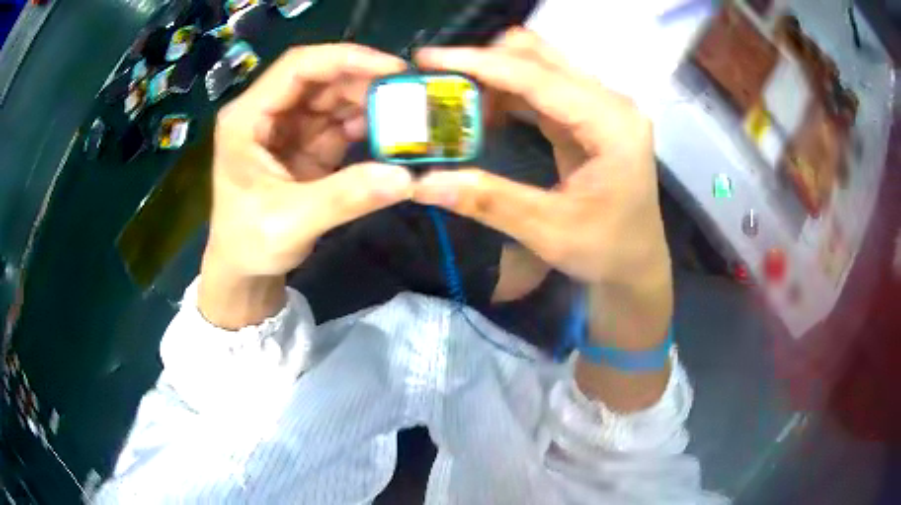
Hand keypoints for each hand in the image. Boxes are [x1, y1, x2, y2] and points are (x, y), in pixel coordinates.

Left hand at [199, 44, 411, 327]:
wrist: (243, 271)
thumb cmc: (249, 244)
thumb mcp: (290, 223)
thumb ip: (345, 198)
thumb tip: (405, 178)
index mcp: (247, 118)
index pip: (297, 67)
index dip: (345, 59)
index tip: (392, 68)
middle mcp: (267, 113)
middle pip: (320, 78)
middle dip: (364, 82)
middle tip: (409, 96)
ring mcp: (288, 128)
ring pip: (334, 97)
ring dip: (369, 103)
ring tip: (406, 116)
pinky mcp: (306, 145)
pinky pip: (340, 123)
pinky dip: (366, 126)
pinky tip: (388, 135)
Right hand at [415, 28, 672, 409]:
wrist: (638, 268)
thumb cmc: (606, 253)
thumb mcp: (547, 230)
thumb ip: (487, 198)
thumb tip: (423, 182)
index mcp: (610, 123)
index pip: (535, 77)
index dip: (477, 64)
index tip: (426, 58)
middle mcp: (608, 103)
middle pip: (538, 59)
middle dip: (481, 65)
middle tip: (431, 85)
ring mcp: (600, 107)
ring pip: (538, 70)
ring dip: (492, 80)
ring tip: (450, 102)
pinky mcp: (588, 118)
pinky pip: (540, 91)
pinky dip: (505, 95)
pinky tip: (480, 115)